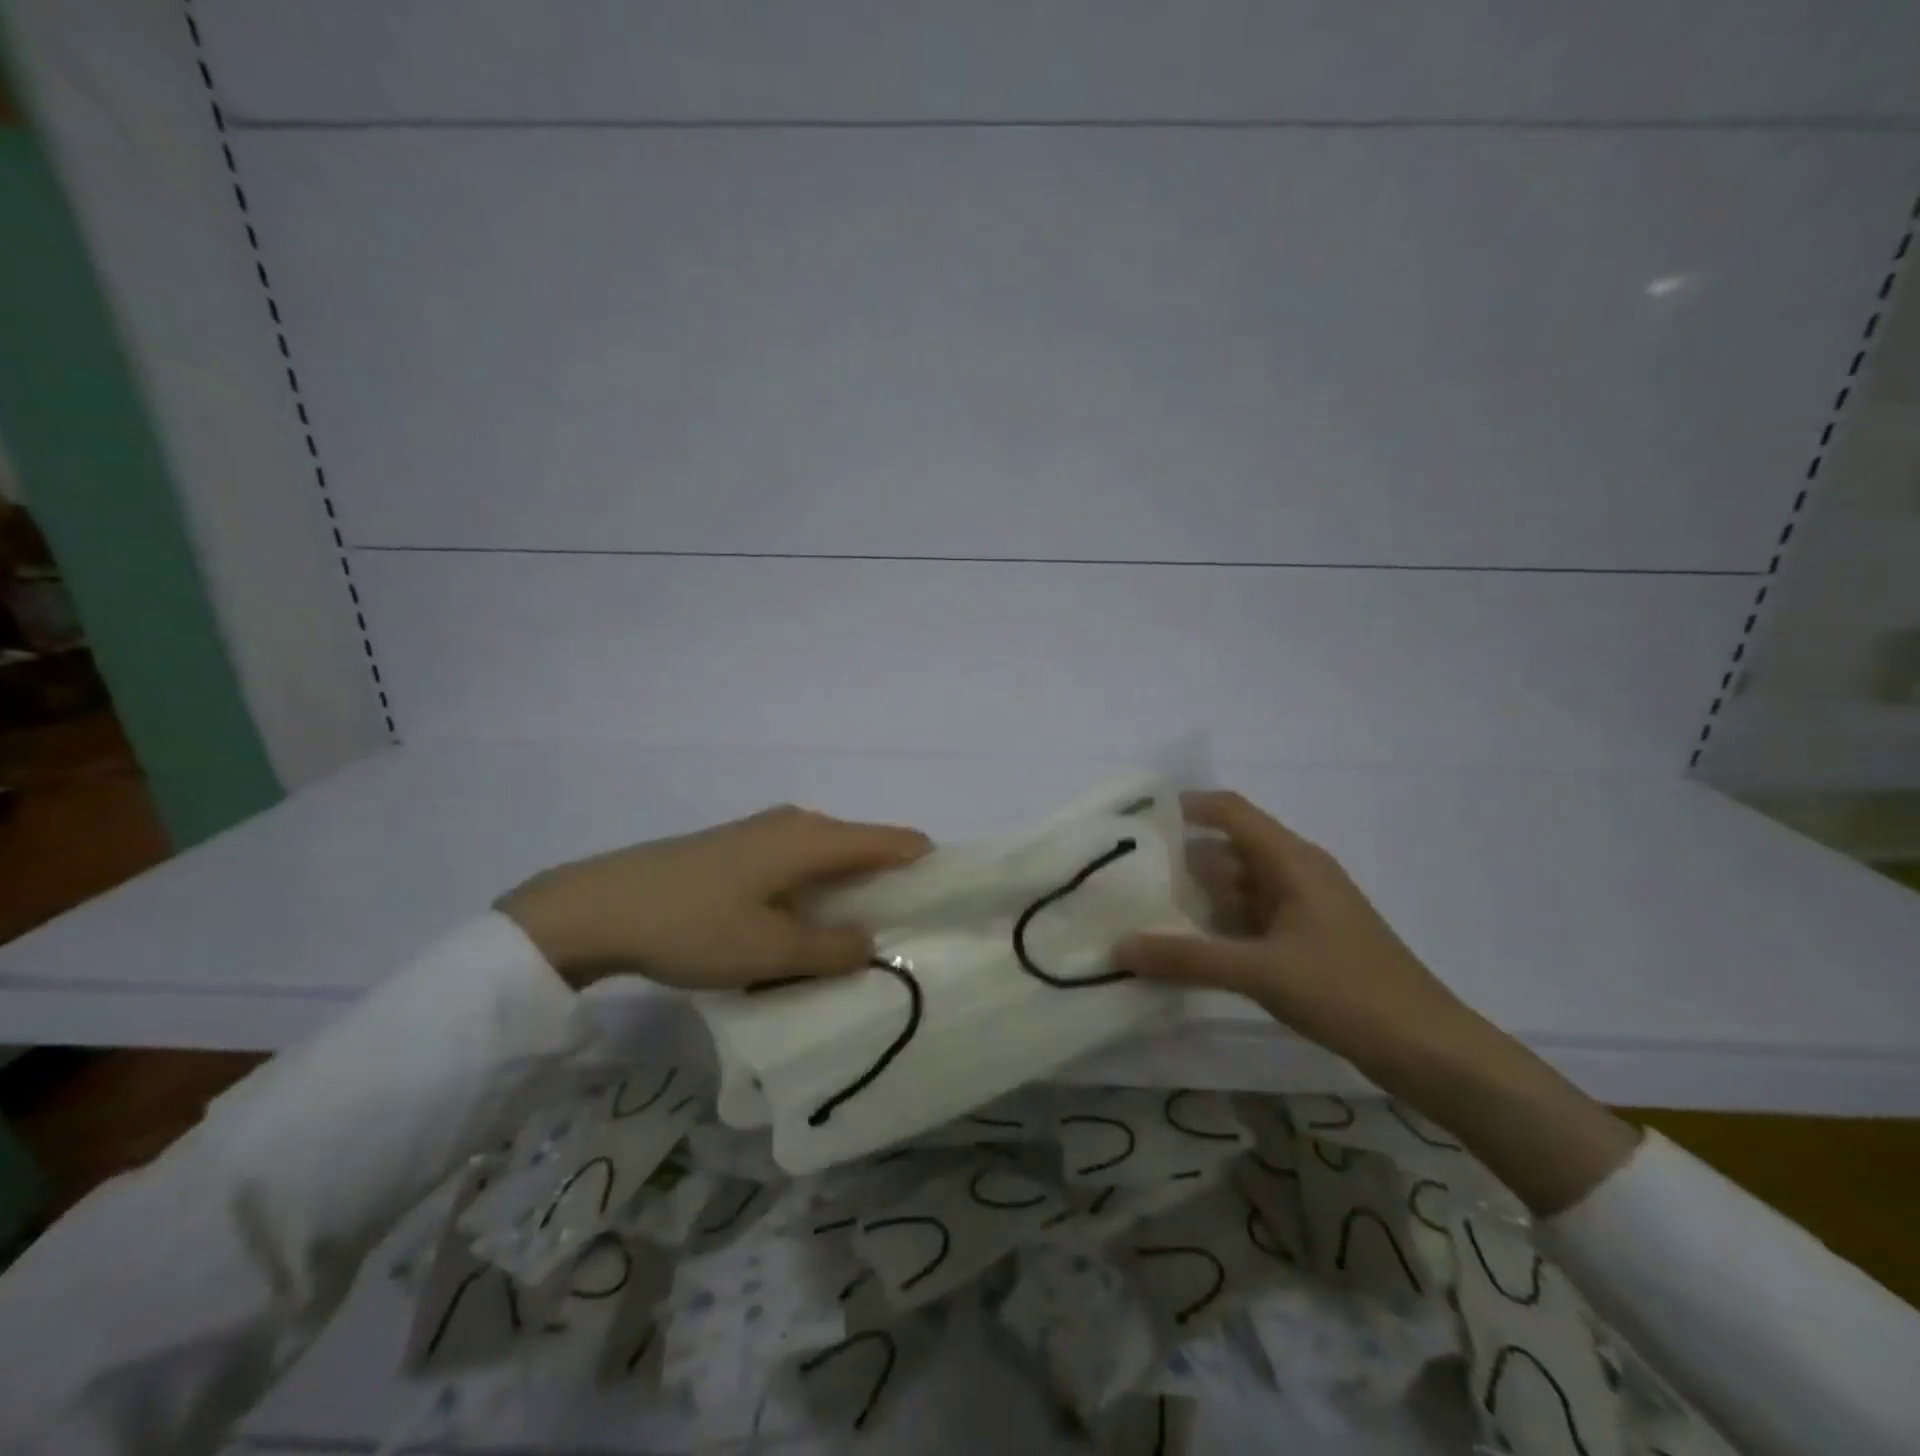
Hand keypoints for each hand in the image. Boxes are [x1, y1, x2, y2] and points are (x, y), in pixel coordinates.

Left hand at [498, 805, 931, 990]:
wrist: (598, 906)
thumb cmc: (694, 925)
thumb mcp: (771, 951)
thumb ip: (833, 949)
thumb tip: (873, 943)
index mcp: (816, 838)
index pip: (896, 842)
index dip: (929, 869)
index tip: (947, 908)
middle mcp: (798, 823)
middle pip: (866, 849)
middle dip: (890, 889)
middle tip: (904, 940)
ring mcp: (766, 832)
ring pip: (830, 860)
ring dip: (850, 895)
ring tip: (856, 943)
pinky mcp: (740, 848)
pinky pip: (800, 866)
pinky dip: (816, 893)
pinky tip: (803, 929)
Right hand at [1116, 790, 1474, 1078]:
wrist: (1429, 1051)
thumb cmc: (1349, 992)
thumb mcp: (1261, 972)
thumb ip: (1188, 958)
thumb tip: (1118, 947)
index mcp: (1293, 861)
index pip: (1231, 812)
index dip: (1186, 807)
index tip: (1136, 818)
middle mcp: (1295, 875)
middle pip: (1227, 852)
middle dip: (1178, 860)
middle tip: (1123, 874)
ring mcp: (1300, 912)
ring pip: (1236, 890)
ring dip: (1195, 899)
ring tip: (1140, 910)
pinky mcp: (1303, 944)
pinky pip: (1248, 923)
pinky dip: (1216, 930)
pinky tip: (1182, 948)